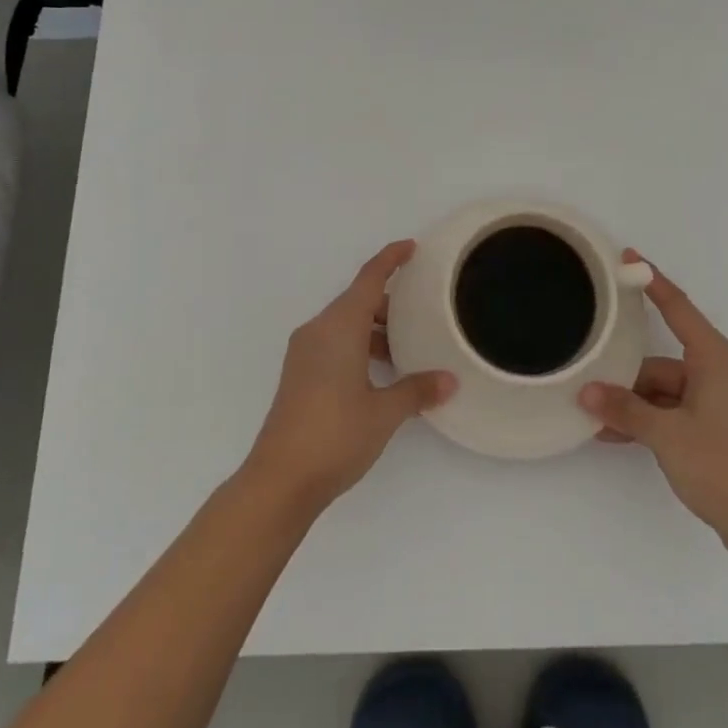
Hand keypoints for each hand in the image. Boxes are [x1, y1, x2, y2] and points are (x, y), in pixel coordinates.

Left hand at [243, 241, 456, 516]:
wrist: (279, 480)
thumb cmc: (335, 435)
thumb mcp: (384, 412)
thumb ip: (417, 390)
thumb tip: (449, 380)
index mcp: (338, 327)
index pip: (368, 279)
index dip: (390, 259)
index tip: (411, 247)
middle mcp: (318, 331)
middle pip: (356, 300)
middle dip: (388, 302)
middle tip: (421, 312)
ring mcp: (304, 353)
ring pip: (344, 324)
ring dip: (373, 328)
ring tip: (405, 348)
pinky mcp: (299, 374)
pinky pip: (333, 342)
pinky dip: (358, 345)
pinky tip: (379, 372)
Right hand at [578, 252, 727, 560]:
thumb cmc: (721, 465)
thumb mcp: (666, 434)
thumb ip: (624, 410)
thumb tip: (586, 393)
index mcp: (715, 359)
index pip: (678, 307)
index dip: (652, 280)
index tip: (628, 257)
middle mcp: (720, 372)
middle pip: (663, 361)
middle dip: (627, 376)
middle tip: (590, 381)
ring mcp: (721, 401)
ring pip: (666, 390)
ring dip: (635, 405)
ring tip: (597, 421)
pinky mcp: (720, 427)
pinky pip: (676, 411)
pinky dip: (651, 420)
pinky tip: (618, 436)